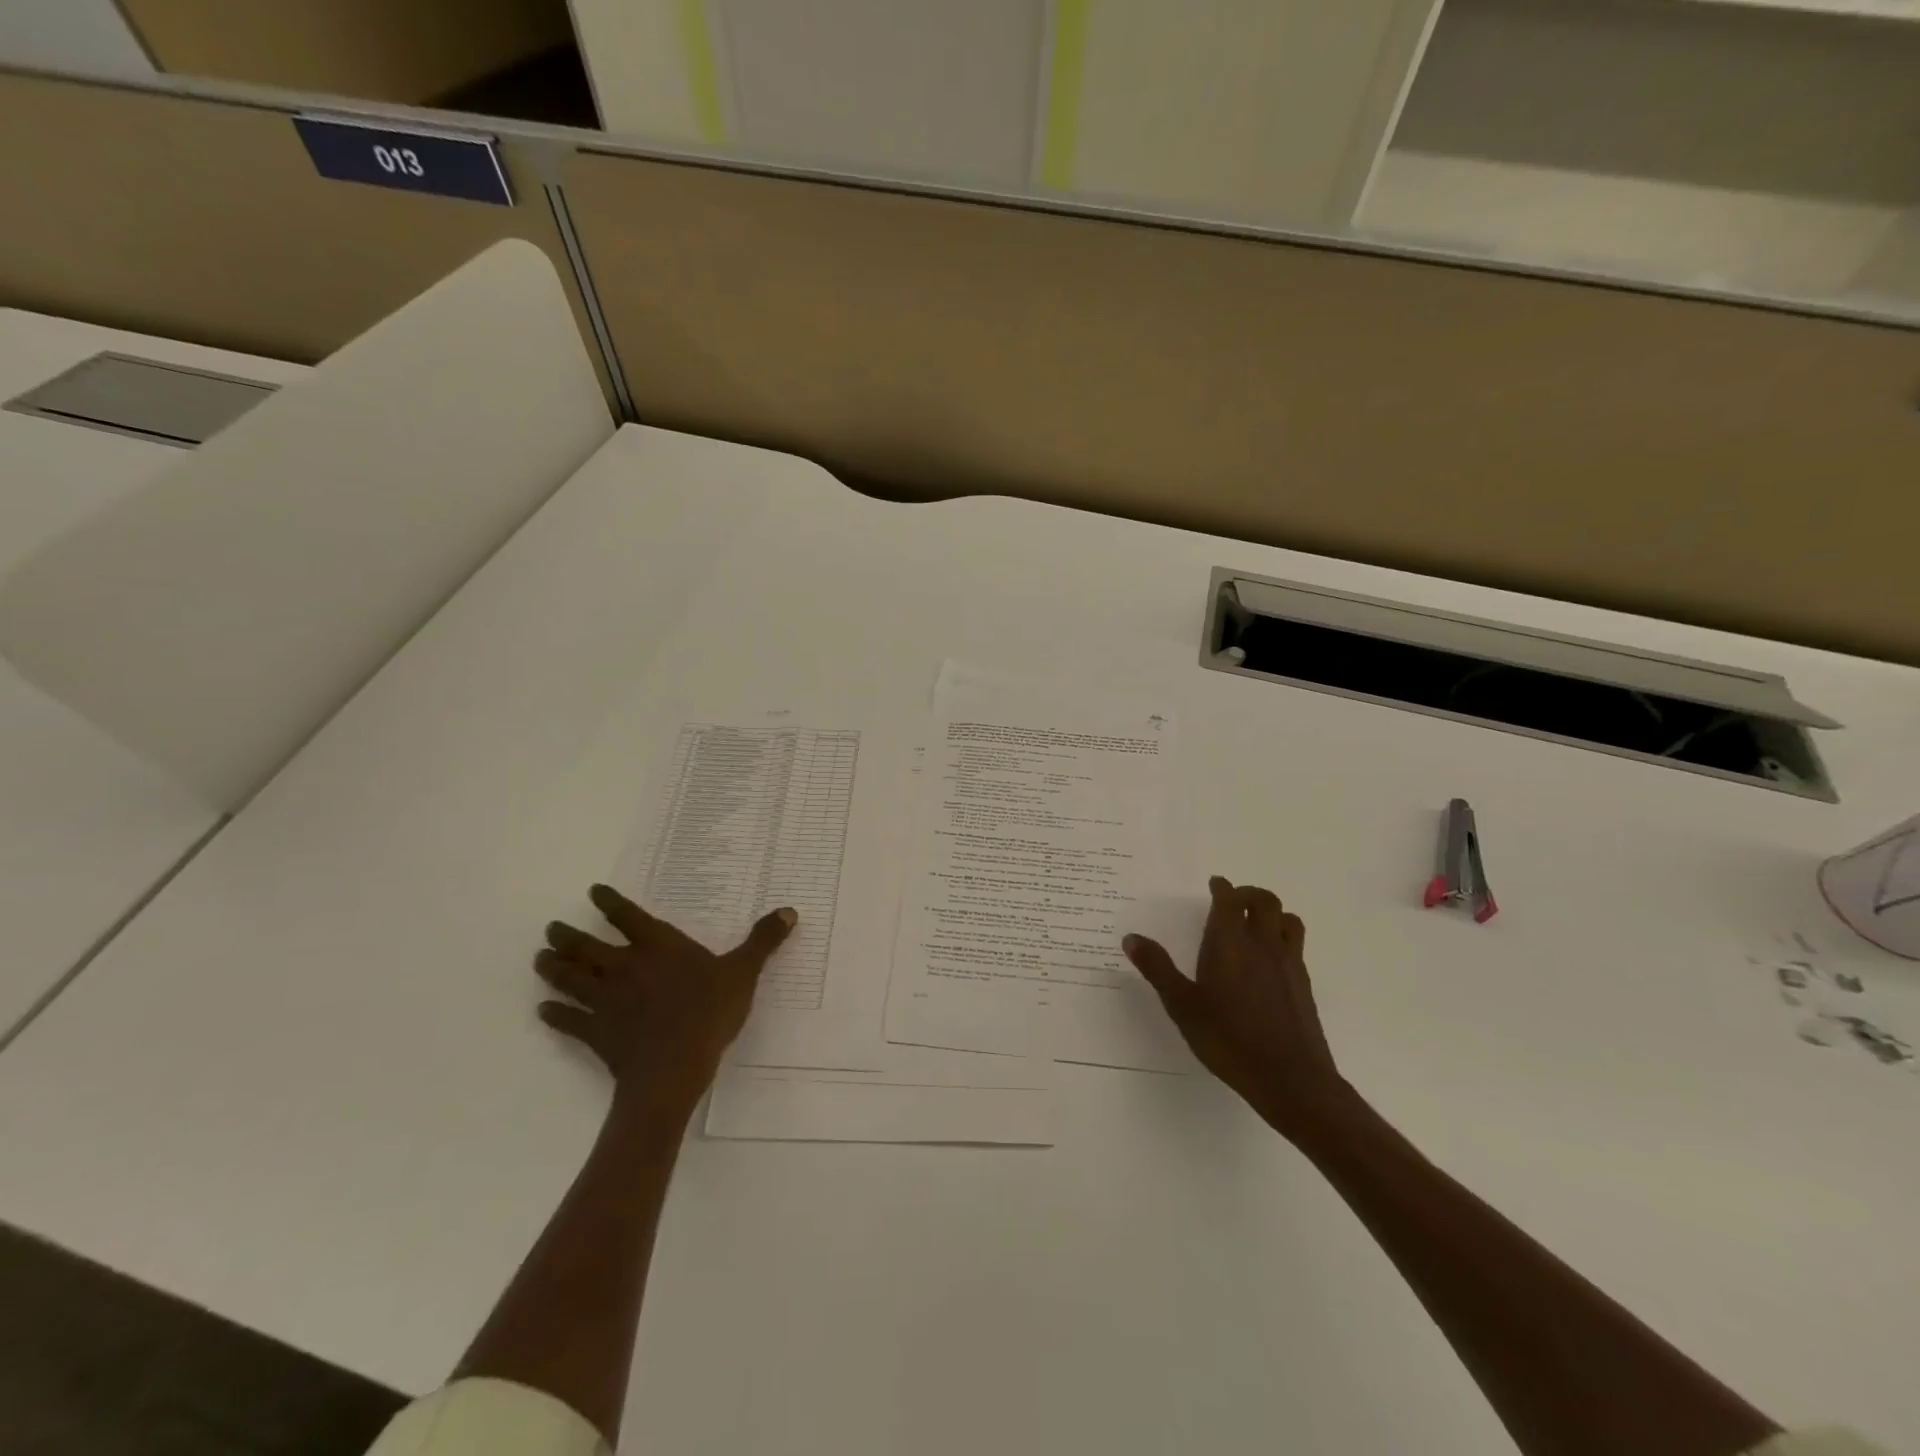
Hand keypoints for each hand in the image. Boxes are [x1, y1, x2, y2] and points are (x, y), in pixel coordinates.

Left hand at [535, 884, 795, 1108]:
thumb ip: (763, 941)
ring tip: (539, 959)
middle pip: (587, 947)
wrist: (672, 1069)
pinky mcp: (596, 1032)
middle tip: (550, 929)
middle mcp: (625, 967)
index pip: (628, 917)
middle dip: (567, 936)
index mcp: (658, 947)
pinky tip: (543, 1011)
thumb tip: (788, 911)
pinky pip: (568, 1020)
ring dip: (553, 969)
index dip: (610, 903)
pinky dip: (554, 1015)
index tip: (593, 892)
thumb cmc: (709, 1013)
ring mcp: (605, 1000)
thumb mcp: (743, 973)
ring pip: (570, 979)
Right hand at [1124, 877, 1348, 1140]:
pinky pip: (1296, 947)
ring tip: (1256, 924)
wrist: (1290, 1078)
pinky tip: (1270, 961)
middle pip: (1265, 901)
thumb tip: (1131, 938)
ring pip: (1288, 920)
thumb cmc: (1228, 1038)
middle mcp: (1262, 944)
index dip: (1223, 888)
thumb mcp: (1182, 1005)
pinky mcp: (1304, 985)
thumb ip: (1158, 969)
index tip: (1215, 884)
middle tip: (1233, 901)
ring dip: (1272, 913)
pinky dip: (1283, 939)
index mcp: (1229, 943)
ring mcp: (1288, 964)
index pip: (1230, 900)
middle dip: (1249, 894)